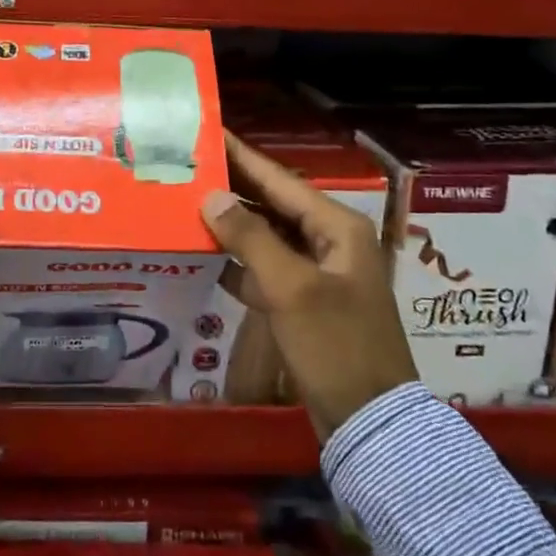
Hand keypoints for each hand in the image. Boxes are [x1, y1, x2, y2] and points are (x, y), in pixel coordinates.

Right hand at [201, 131, 415, 440]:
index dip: (242, 156)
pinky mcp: (304, 302)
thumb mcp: (291, 289)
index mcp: (337, 227)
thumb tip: (212, 197)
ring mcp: (318, 273)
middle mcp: (329, 241)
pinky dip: (238, 262)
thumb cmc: (335, 346)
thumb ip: (250, 239)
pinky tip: (204, 255)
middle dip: (232, 188)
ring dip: (231, 225)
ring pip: (267, 237)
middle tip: (187, 167)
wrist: (369, 423)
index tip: (209, 132)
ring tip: (186, 204)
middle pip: (272, 204)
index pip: (280, 179)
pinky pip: (266, 269)